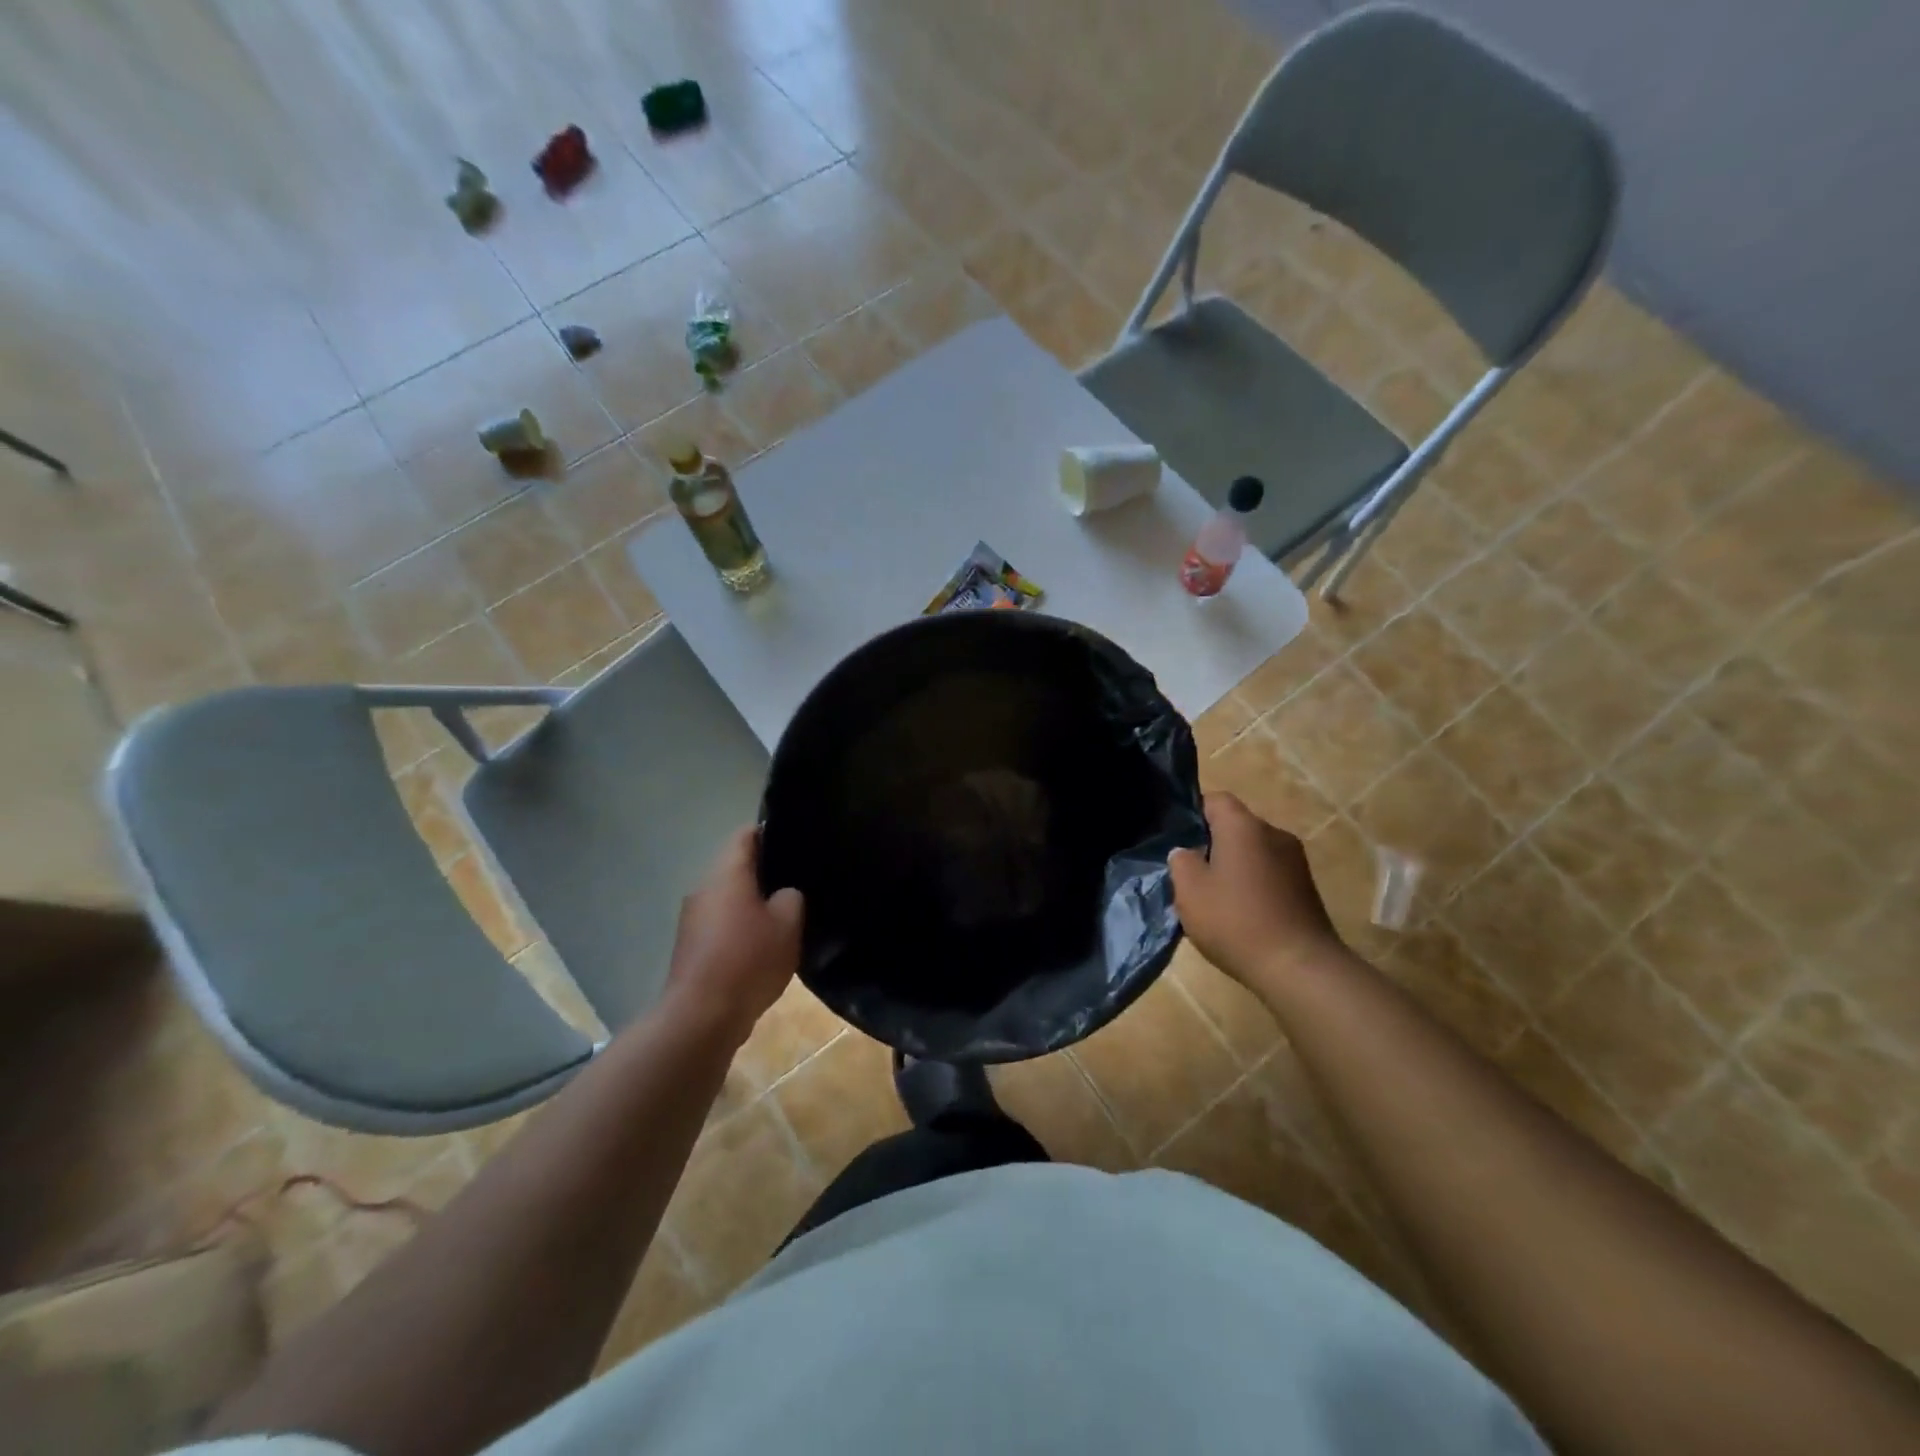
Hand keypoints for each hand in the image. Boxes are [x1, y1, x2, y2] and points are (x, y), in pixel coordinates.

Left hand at [665, 827, 804, 1043]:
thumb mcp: (788, 924)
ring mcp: (693, 919)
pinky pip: (722, 924)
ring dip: (753, 902)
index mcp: (726, 874)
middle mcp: (704, 888)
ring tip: (786, 914)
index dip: (772, 832)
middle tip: (799, 880)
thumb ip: (791, 898)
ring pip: (729, 897)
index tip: (796, 841)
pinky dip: (741, 927)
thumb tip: (783, 895)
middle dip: (766, 871)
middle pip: (736, 866)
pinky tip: (763, 945)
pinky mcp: (692, 947)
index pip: (746, 835)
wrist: (701, 1017)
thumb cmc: (748, 960)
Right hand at [1168, 792, 1344, 988]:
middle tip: (1190, 873)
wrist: (1300, 967)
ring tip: (1214, 898)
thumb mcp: (1189, 891)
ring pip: (1253, 852)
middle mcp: (1274, 834)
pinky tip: (1240, 914)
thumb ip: (1181, 862)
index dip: (1192, 813)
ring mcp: (1295, 861)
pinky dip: (1253, 885)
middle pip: (1235, 826)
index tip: (1177, 838)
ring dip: (1233, 867)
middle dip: (1212, 844)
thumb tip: (1187, 852)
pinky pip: (1270, 874)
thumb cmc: (1236, 921)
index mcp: (1244, 826)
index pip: (1215, 799)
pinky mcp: (1306, 888)